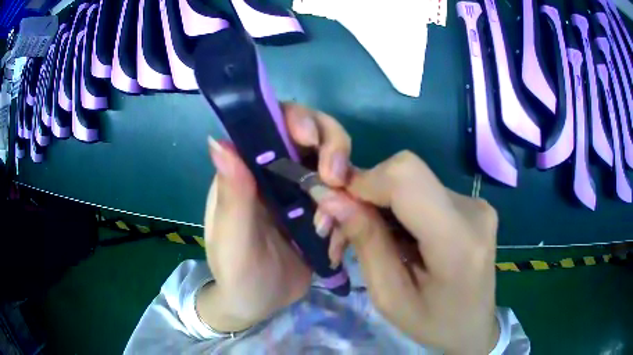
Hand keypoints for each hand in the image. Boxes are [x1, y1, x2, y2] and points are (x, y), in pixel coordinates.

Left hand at [196, 103, 352, 331]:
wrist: (258, 303)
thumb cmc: (235, 271)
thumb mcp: (232, 237)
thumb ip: (231, 194)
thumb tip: (219, 140)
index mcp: (248, 168)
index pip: (274, 124)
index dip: (296, 119)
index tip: (309, 138)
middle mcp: (277, 172)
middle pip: (315, 136)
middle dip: (332, 149)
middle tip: (336, 178)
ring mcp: (303, 192)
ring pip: (336, 166)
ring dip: (343, 190)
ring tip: (328, 228)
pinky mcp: (323, 213)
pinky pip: (346, 200)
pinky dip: (348, 215)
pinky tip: (333, 246)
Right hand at [317, 152, 499, 353]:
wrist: (475, 325)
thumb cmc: (433, 323)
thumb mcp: (390, 297)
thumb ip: (366, 243)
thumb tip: (332, 198)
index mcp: (457, 241)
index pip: (406, 177)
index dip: (364, 180)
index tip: (334, 205)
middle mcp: (472, 210)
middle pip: (406, 174)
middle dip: (364, 194)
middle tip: (339, 230)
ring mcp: (476, 204)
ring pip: (412, 182)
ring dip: (378, 203)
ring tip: (361, 238)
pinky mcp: (471, 205)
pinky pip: (424, 192)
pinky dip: (397, 208)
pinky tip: (391, 236)